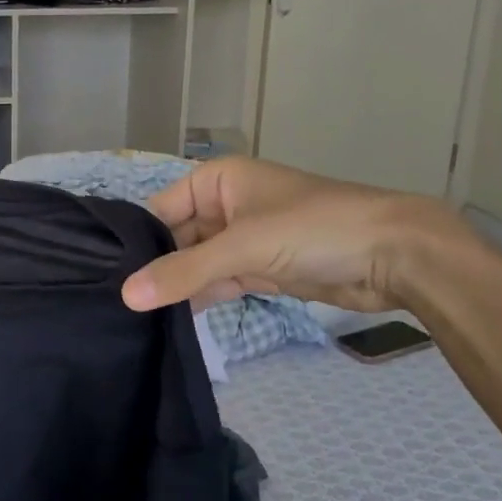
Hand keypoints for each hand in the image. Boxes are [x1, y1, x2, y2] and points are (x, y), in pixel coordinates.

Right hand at [120, 157, 474, 313]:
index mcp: (217, 180)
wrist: (396, 256)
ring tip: (136, 316)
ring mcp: (245, 239)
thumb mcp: (243, 247)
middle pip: (177, 238)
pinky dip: (203, 298)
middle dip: (156, 268)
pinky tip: (173, 319)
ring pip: (198, 263)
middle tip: (118, 303)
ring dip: (178, 286)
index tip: (105, 275)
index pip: (160, 209)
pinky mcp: (263, 269)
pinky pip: (220, 282)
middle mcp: (226, 205)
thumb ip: (184, 272)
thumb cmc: (313, 229)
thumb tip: (125, 297)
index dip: (136, 241)